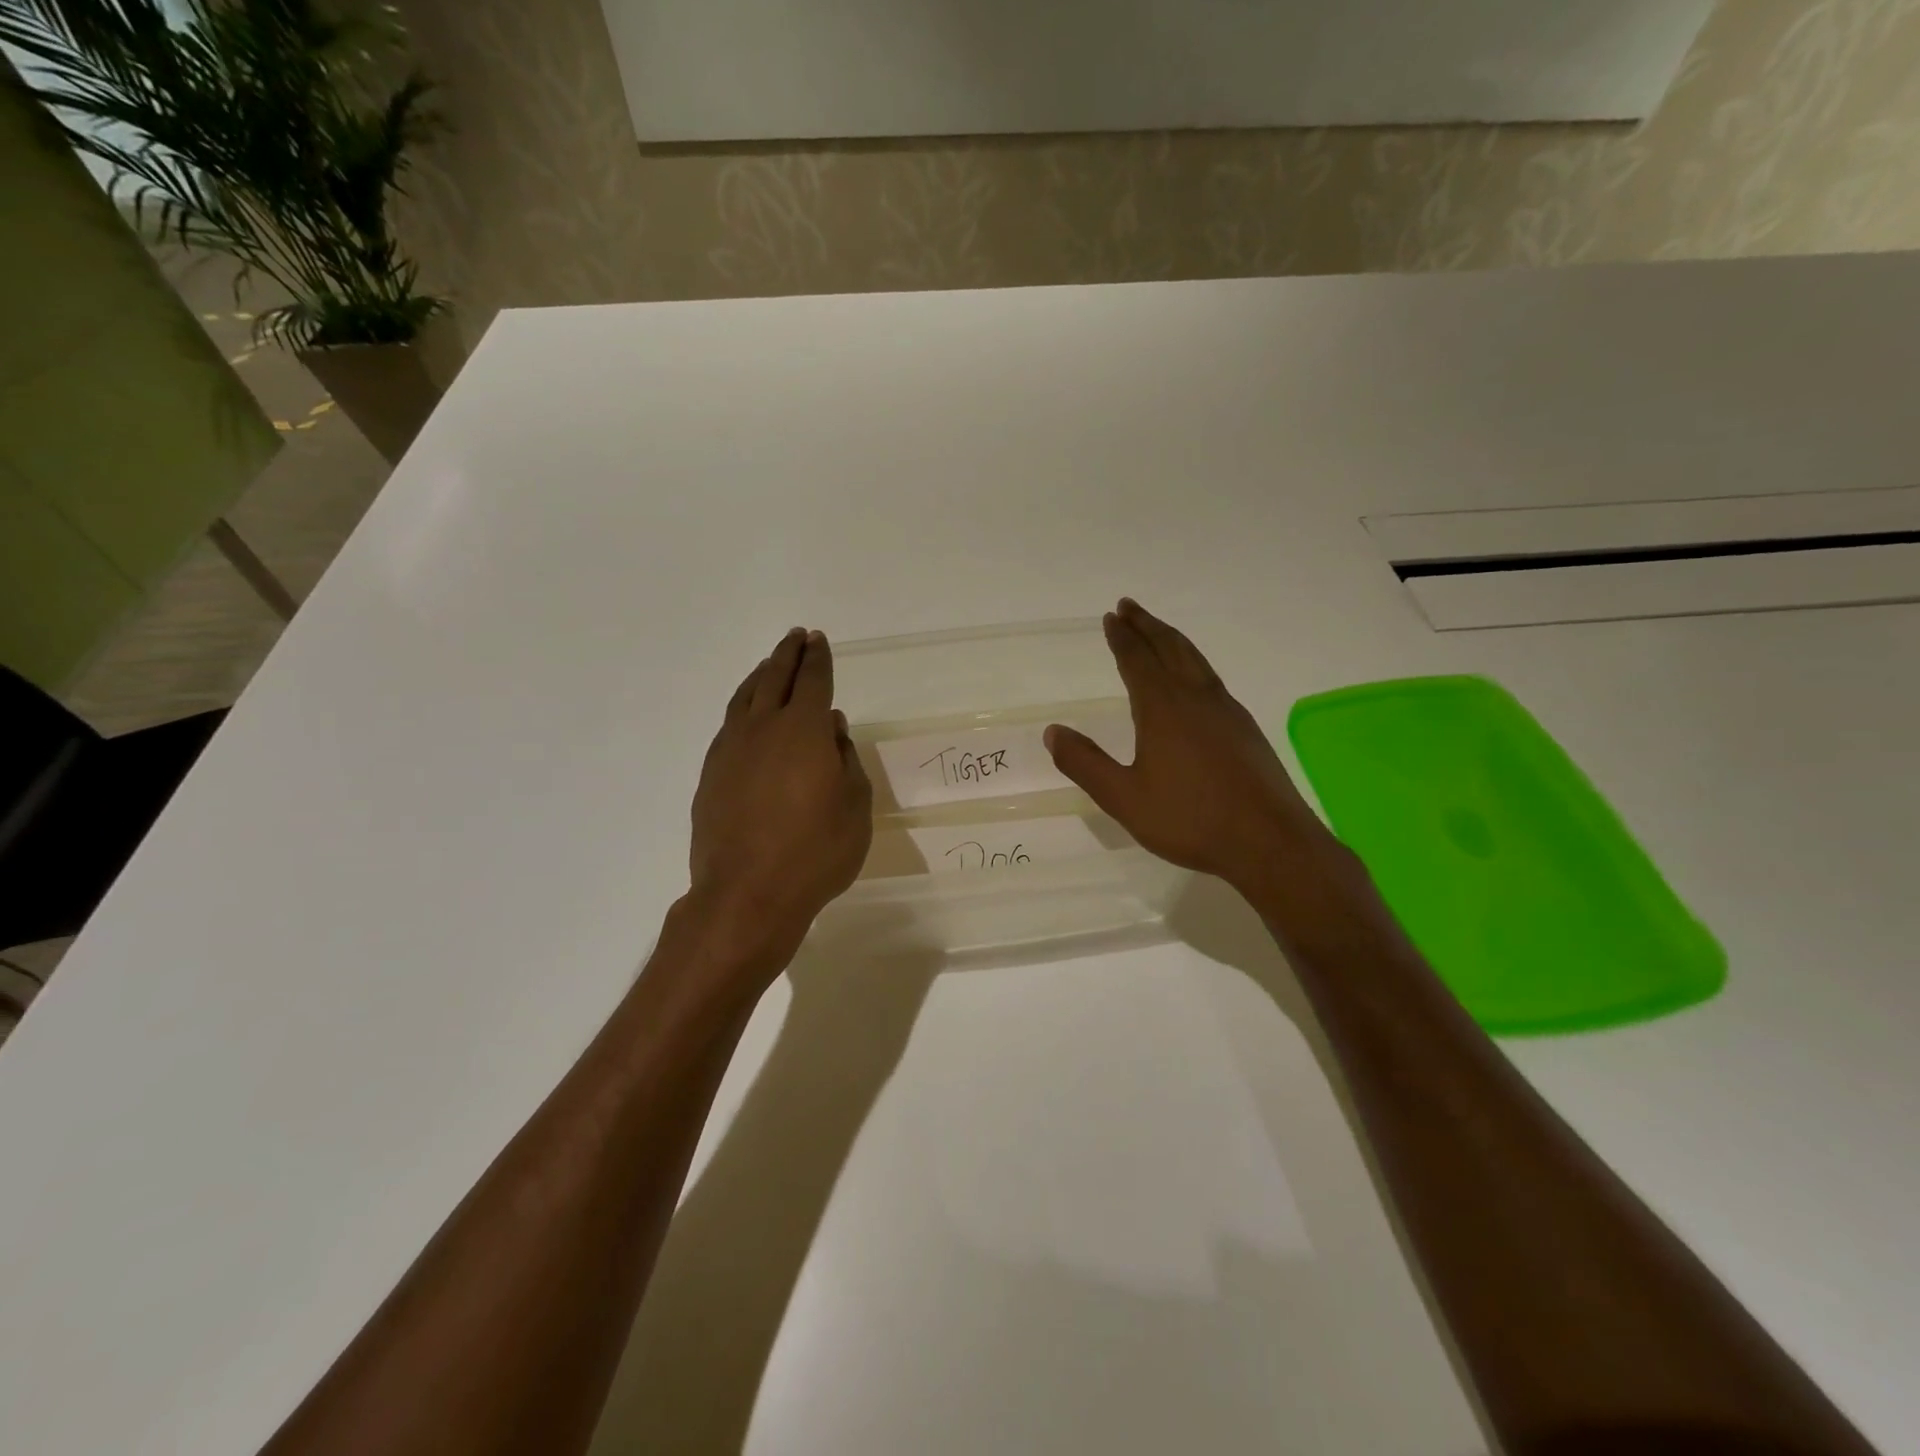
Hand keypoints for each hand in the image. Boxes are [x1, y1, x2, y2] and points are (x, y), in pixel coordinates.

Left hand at [688, 628, 871, 969]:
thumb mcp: (855, 806)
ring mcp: (730, 751)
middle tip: (796, 638)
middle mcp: (763, 729)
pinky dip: (742, 710)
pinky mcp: (710, 776)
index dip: (818, 659)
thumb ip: (846, 760)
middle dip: (787, 655)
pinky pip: (728, 727)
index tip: (818, 640)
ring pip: (744, 699)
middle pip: (774, 679)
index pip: (813, 681)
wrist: (747, 894)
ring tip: (768, 667)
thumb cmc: (816, 851)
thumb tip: (832, 731)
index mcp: (803, 730)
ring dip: (759, 677)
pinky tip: (746, 718)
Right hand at [1045, 599, 1335, 898]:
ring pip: (1195, 660)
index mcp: (1163, 708)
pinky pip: (1211, 679)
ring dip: (1172, 639)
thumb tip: (1052, 732)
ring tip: (1158, 631)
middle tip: (1129, 606)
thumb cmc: (1190, 819)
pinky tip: (1194, 679)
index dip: (1122, 637)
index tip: (1111, 616)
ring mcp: (1226, 711)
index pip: (1137, 660)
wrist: (1269, 842)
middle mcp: (1196, 698)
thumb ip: (1085, 764)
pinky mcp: (1245, 728)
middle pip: (1170, 648)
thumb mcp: (1124, 798)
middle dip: (1147, 625)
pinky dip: (1193, 663)